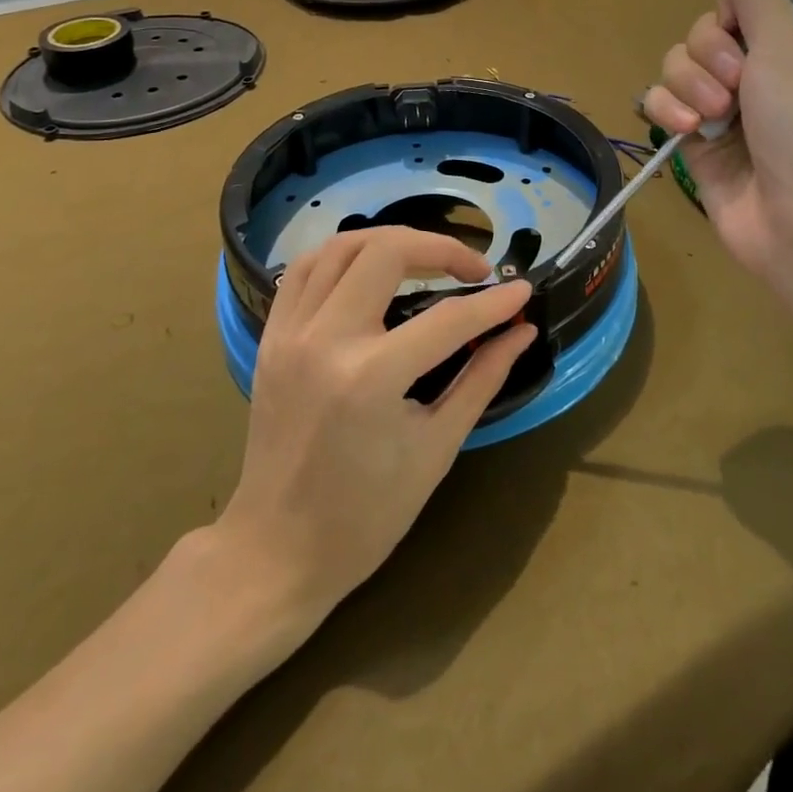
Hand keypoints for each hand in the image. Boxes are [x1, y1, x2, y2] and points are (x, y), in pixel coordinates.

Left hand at [215, 227, 534, 620]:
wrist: (275, 551)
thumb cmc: (366, 515)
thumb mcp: (437, 448)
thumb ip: (482, 378)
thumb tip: (522, 331)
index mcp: (370, 379)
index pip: (447, 318)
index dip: (493, 303)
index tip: (522, 291)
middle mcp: (325, 340)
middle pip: (386, 252)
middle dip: (440, 248)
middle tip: (472, 270)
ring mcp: (289, 333)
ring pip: (341, 246)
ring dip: (390, 240)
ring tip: (426, 258)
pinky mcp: (270, 336)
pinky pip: (305, 269)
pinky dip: (344, 254)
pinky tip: (371, 268)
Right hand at [643, 0, 792, 306]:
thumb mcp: (786, 46)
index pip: (740, 3)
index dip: (729, 15)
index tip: (741, 32)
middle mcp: (761, 71)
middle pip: (702, 33)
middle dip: (709, 56)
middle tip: (737, 86)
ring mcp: (728, 107)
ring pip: (677, 66)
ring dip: (690, 86)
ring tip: (715, 118)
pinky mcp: (698, 140)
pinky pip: (664, 103)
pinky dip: (669, 112)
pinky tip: (686, 131)